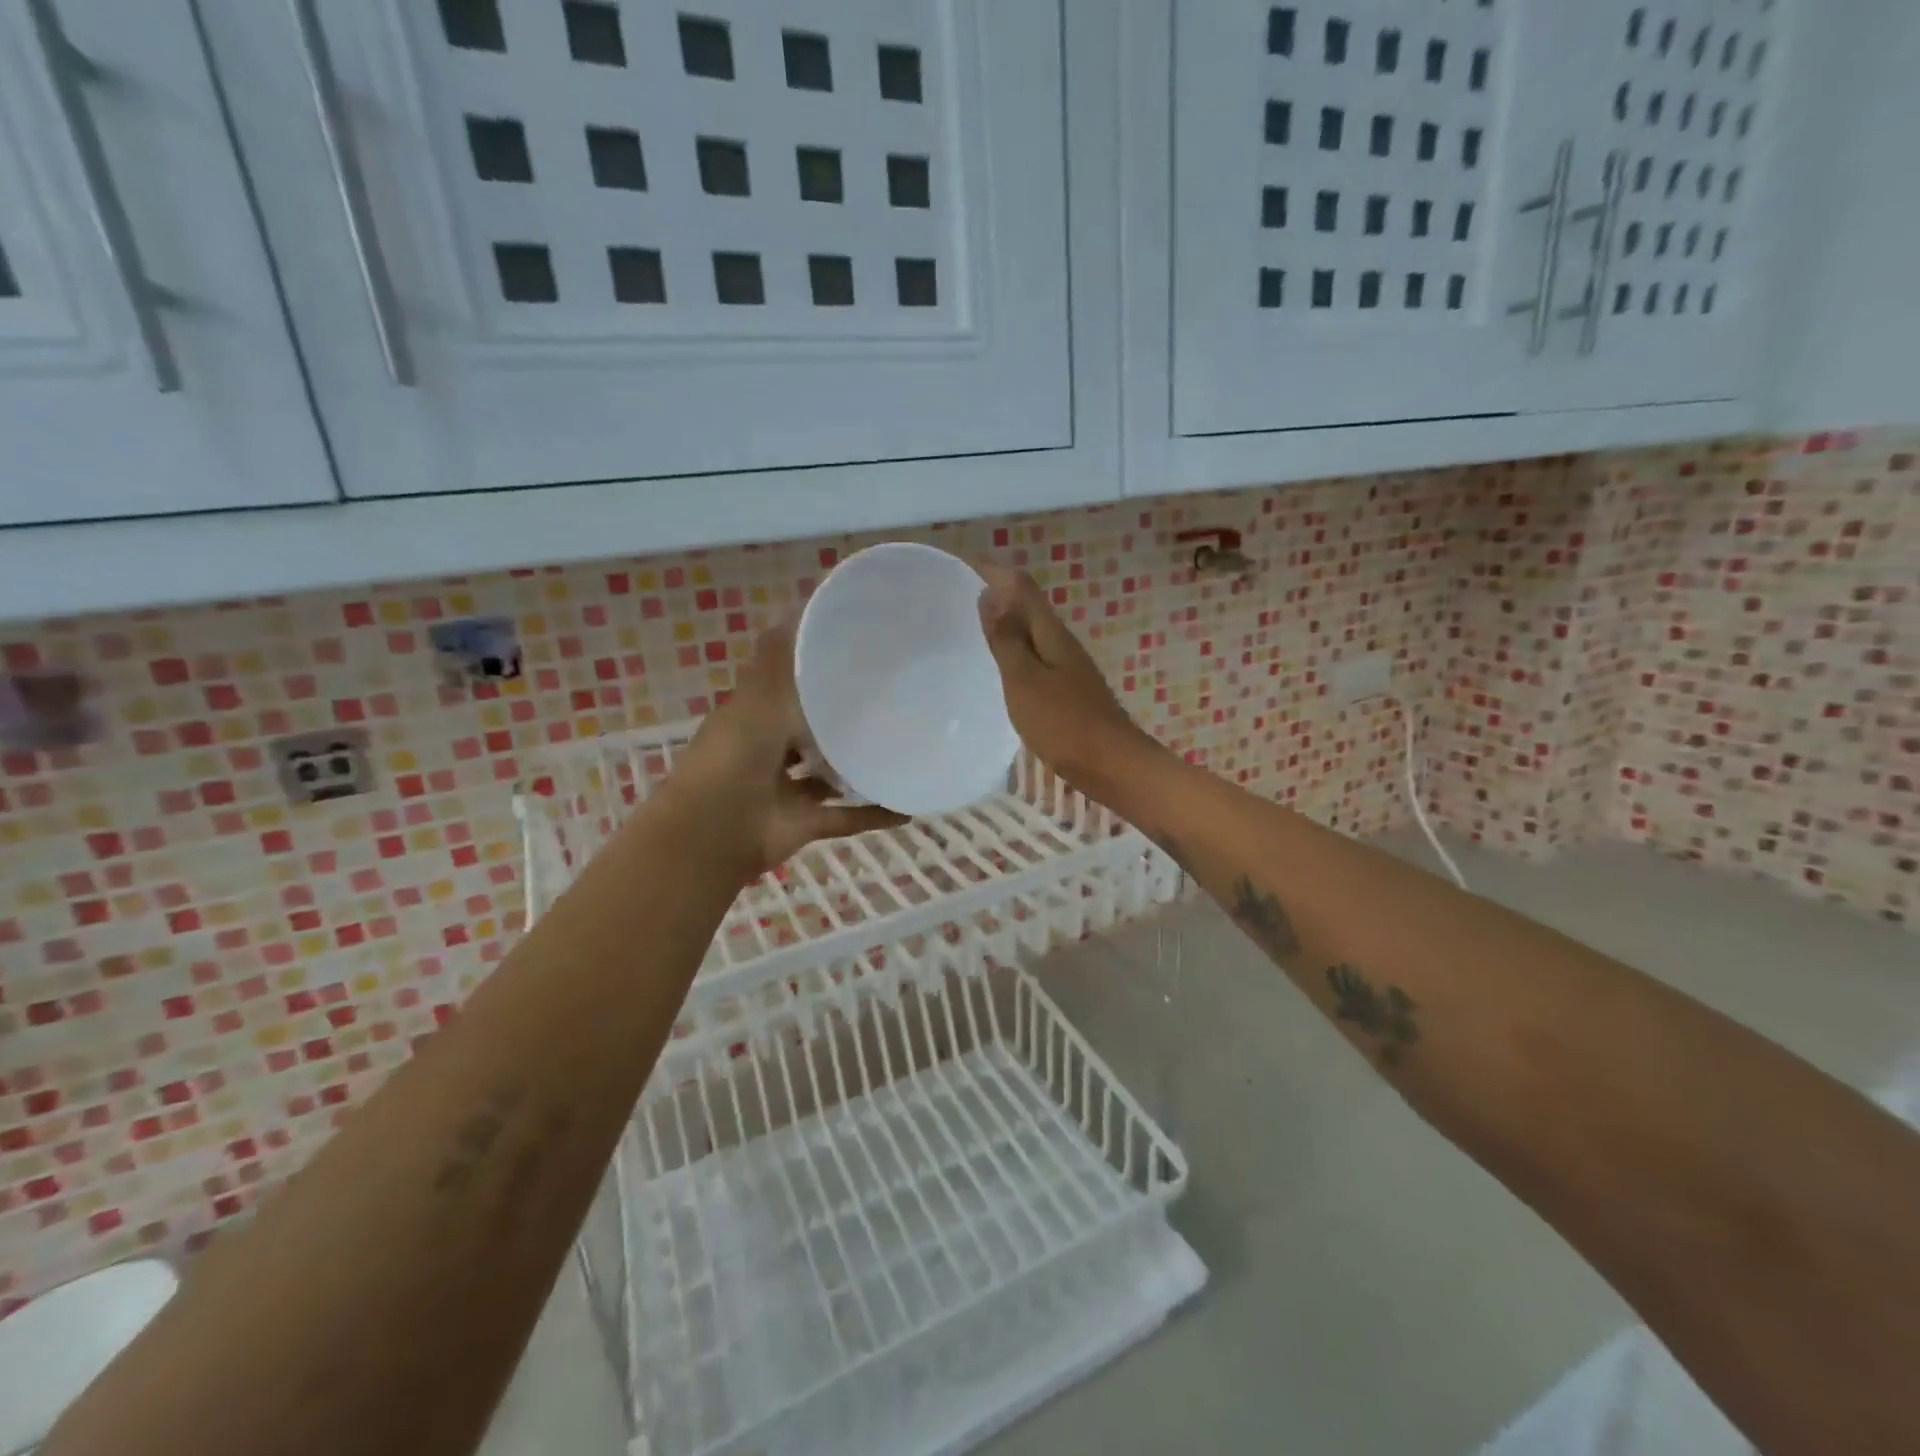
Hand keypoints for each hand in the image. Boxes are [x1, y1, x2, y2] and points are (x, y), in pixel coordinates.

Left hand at [670, 618, 906, 876]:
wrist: (715, 831)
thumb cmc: (734, 756)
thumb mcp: (757, 697)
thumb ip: (779, 658)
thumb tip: (796, 605)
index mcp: (754, 718)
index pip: (786, 690)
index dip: (814, 675)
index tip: (855, 659)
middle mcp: (769, 752)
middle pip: (810, 733)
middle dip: (840, 721)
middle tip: (889, 703)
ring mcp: (786, 791)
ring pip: (829, 776)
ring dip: (857, 768)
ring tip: (901, 749)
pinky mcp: (805, 824)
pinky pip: (847, 818)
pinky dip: (874, 814)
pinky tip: (909, 807)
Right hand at [975, 564, 1154, 793]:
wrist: (1113, 767)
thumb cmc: (1065, 725)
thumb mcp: (1026, 681)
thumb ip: (1007, 639)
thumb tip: (990, 592)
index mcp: (1050, 633)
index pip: (1019, 584)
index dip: (990, 570)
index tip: (956, 564)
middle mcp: (1060, 642)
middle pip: (1025, 604)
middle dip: (993, 592)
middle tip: (951, 596)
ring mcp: (1066, 667)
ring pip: (1029, 632)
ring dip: (1002, 622)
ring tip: (965, 626)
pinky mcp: (1066, 691)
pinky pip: (1032, 658)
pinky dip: (1011, 652)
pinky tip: (995, 668)